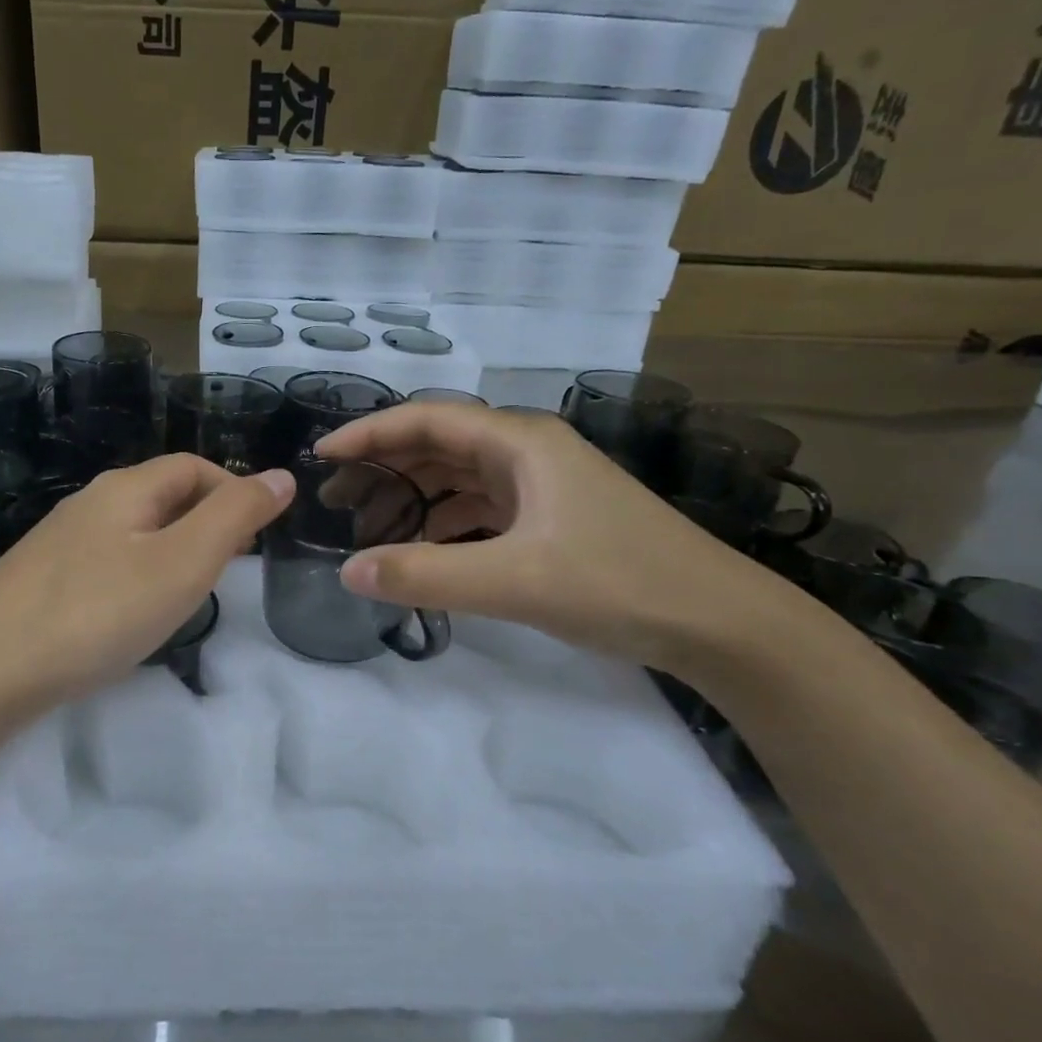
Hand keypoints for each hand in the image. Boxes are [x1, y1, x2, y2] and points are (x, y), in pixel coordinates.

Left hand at [0, 454, 293, 705]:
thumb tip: (281, 476)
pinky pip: (107, 562)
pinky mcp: (42, 580)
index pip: (192, 466)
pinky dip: (139, 574)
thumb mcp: (183, 562)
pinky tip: (134, 613)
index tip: (260, 535)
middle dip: (206, 519)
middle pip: (162, 494)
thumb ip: (235, 516)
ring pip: (134, 530)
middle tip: (232, 566)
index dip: (233, 488)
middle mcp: (90, 503)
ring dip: (173, 548)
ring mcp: (60, 542)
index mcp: (125, 488)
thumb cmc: (98, 611)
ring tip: (192, 591)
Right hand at [315, 403, 785, 670]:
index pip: (426, 419)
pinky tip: (425, 552)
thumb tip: (347, 570)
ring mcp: (542, 485)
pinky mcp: (551, 517)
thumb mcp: (515, 582)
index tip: (321, 457)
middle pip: (438, 445)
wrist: (721, 623)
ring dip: (412, 498)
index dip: (369, 433)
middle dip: (384, 468)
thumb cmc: (619, 584)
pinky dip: (444, 524)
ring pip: (458, 478)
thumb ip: (426, 575)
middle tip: (335, 501)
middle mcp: (528, 451)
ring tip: (370, 530)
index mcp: (520, 442)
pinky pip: (480, 508)